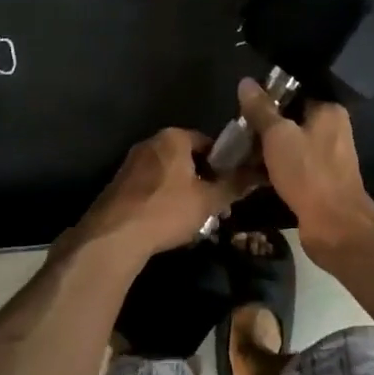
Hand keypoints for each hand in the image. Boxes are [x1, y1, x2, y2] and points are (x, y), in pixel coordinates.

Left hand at [70, 128, 251, 260]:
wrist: (114, 236)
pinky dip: (162, 198)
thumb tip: (259, 174)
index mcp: (173, 137)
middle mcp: (150, 142)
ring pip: (168, 173)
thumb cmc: (167, 210)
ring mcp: (131, 163)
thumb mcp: (209, 200)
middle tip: (215, 204)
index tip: (231, 184)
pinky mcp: (118, 184)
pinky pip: (150, 186)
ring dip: (183, 190)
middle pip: (186, 157)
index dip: (223, 163)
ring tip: (194, 217)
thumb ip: (234, 185)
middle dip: (202, 178)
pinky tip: (168, 221)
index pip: (208, 142)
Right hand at [236, 79, 373, 262]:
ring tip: (236, 153)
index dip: (267, 99)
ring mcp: (327, 158)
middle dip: (263, 127)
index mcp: (328, 111)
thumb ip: (261, 109)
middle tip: (235, 132)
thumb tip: (245, 82)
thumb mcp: (278, 136)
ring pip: (290, 146)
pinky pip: (292, 167)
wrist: (335, 225)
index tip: (242, 107)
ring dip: (266, 151)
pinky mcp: (319, 181)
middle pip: (290, 120)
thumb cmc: (308, 172)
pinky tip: (250, 175)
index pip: (295, 94)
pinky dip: (274, 170)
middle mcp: (332, 130)